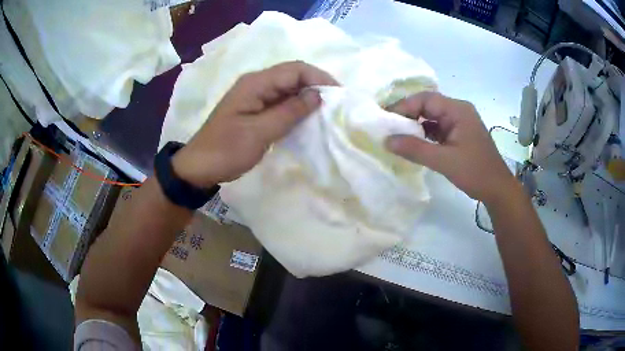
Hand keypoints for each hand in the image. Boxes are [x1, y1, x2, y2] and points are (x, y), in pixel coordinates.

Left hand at [172, 61, 337, 187]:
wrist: (199, 167)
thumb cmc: (226, 150)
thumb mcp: (259, 132)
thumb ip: (290, 112)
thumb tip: (317, 95)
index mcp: (255, 83)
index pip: (295, 69)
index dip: (319, 77)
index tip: (339, 95)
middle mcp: (256, 83)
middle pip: (293, 75)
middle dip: (316, 85)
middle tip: (336, 104)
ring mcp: (255, 96)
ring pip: (288, 88)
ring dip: (308, 97)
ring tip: (327, 111)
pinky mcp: (255, 109)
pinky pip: (281, 102)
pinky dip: (296, 108)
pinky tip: (307, 118)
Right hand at [385, 91, 516, 204]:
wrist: (497, 189)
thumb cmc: (475, 172)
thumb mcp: (444, 161)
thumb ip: (415, 149)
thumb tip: (386, 140)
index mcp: (458, 110)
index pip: (426, 99)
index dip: (404, 106)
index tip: (385, 119)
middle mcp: (459, 111)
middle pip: (428, 105)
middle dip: (408, 115)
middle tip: (388, 127)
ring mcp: (460, 123)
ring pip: (432, 117)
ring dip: (416, 125)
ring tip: (397, 135)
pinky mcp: (459, 135)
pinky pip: (438, 129)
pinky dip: (425, 134)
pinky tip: (413, 143)